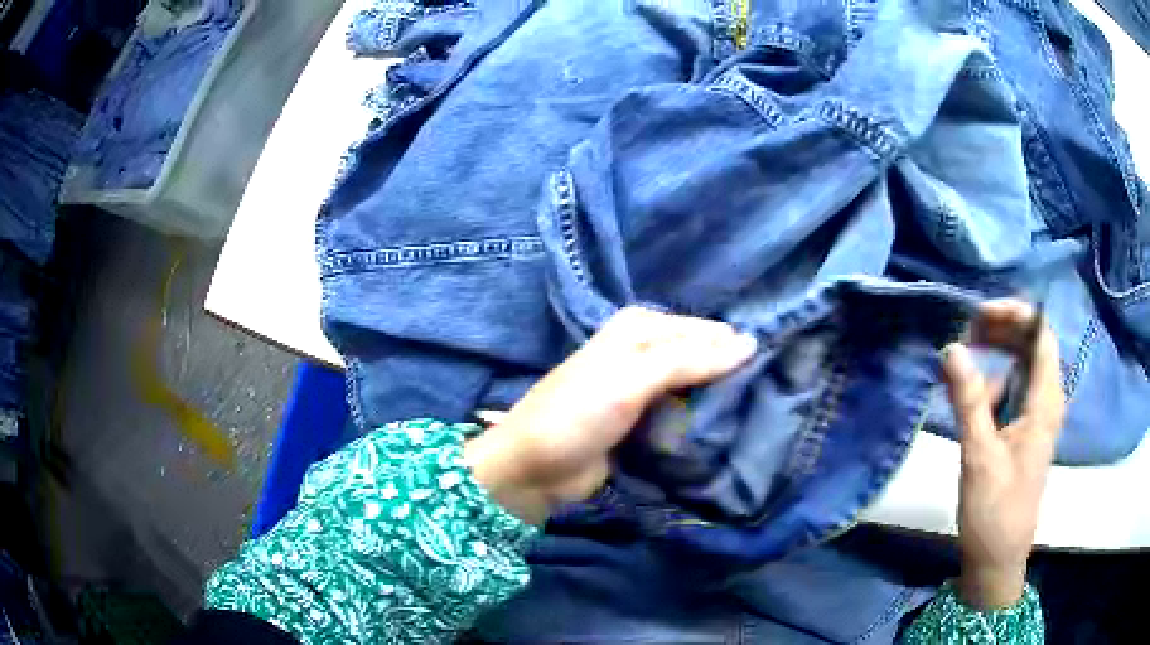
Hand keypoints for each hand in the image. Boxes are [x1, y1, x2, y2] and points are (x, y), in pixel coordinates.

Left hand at [464, 307, 757, 523]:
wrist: (535, 468)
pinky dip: (702, 422)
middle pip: (702, 357)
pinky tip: (730, 432)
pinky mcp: (646, 422)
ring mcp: (646, 389)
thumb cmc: (578, 413)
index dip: (737, 348)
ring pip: (696, 387)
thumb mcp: (632, 378)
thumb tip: (749, 343)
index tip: (778, 368)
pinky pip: (684, 414)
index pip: (705, 330)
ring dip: (720, 401)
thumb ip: (689, 359)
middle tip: (774, 396)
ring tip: (762, 415)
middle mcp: (646, 351)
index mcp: (642, 327)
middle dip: (732, 375)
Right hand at [941, 300, 1065, 609]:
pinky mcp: (1024, 431)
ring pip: (1020, 367)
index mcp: (1045, 402)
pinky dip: (992, 386)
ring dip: (994, 359)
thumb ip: (968, 400)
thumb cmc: (994, 511)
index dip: (1014, 313)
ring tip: (961, 371)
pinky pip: (1012, 391)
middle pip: (1031, 345)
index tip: (979, 315)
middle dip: (1001, 332)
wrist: (997, 559)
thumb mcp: (979, 455)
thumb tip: (951, 347)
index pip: (1040, 334)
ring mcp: (1036, 416)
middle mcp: (1046, 401)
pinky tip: (970, 403)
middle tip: (966, 334)